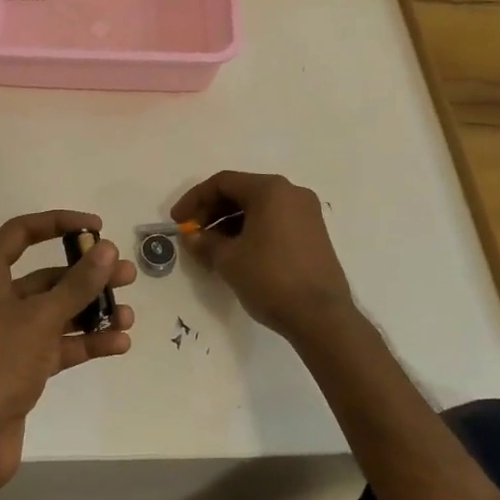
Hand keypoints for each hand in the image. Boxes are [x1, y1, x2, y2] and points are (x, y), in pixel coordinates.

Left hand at [0, 210, 135, 491]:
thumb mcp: (41, 317)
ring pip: (55, 313)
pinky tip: (118, 343)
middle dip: (87, 275)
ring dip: (91, 311)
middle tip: (126, 274)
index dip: (59, 223)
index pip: (21, 233)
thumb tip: (107, 249)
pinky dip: (84, 342)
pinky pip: (56, 345)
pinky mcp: (18, 367)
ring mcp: (6, 336)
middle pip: (46, 276)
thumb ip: (78, 283)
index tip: (96, 227)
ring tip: (128, 314)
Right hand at [171, 171, 355, 342]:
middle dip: (212, 212)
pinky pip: (274, 221)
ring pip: (258, 208)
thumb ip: (205, 243)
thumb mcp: (228, 260)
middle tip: (193, 235)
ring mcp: (307, 213)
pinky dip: (251, 231)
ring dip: (230, 223)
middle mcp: (292, 193)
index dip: (195, 199)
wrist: (321, 316)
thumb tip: (192, 238)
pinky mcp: (314, 234)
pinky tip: (237, 254)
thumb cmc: (271, 278)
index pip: (223, 182)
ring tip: (211, 248)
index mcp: (271, 189)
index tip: (178, 221)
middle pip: (242, 192)